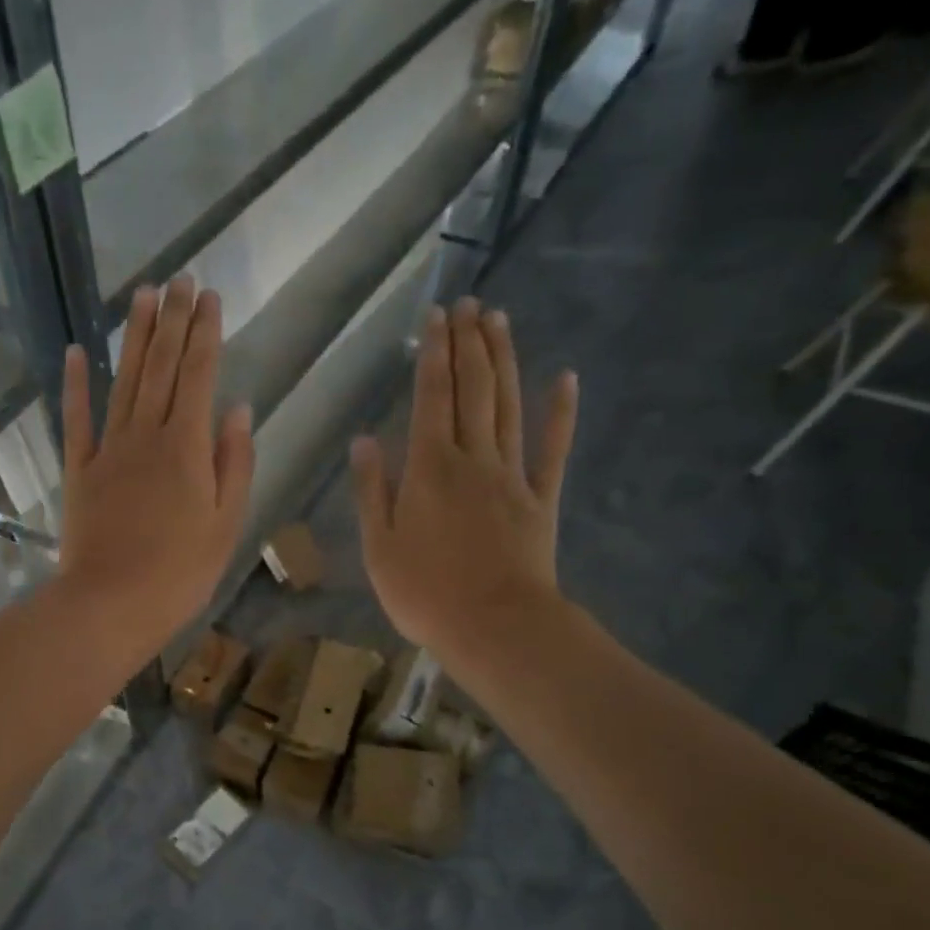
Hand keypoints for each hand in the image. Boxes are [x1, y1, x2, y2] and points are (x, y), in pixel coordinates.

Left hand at [57, 276, 254, 658]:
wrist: (111, 603)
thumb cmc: (180, 573)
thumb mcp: (226, 524)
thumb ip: (234, 463)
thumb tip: (238, 409)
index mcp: (187, 447)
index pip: (200, 376)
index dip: (206, 334)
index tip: (210, 297)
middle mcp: (147, 436)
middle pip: (163, 368)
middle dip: (174, 321)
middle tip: (180, 280)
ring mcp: (108, 451)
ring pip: (124, 381)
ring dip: (135, 338)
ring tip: (143, 296)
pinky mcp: (80, 471)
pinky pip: (77, 420)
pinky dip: (77, 385)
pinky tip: (79, 352)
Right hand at [351, 298, 577, 675]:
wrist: (494, 626)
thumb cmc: (424, 592)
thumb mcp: (377, 547)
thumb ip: (370, 490)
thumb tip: (364, 440)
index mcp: (428, 469)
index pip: (430, 398)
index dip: (433, 355)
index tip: (436, 317)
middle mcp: (472, 459)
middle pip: (472, 390)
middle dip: (468, 344)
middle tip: (469, 303)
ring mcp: (512, 476)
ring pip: (508, 406)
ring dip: (504, 361)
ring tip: (500, 320)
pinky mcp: (541, 499)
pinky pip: (553, 449)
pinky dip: (561, 413)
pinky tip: (566, 379)